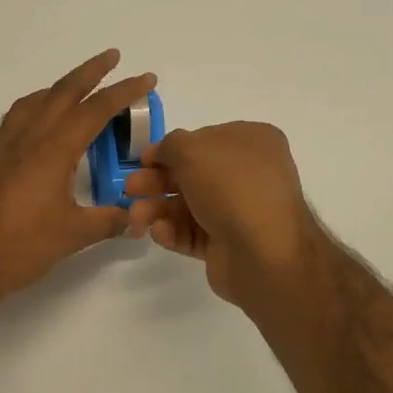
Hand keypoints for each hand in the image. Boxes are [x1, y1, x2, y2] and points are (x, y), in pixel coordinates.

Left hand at [0, 50, 156, 301]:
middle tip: (112, 56)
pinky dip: (29, 112)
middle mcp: (28, 136)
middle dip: (91, 71)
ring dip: (58, 88)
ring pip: (33, 101)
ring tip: (74, 88)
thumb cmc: (23, 246)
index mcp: (54, 148)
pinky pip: (10, 121)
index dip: (124, 92)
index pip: (96, 110)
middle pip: (63, 91)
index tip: (145, 78)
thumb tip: (138, 218)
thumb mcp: (75, 234)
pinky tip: (32, 128)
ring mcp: (1, 144)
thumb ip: (110, 221)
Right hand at [123, 122, 324, 307]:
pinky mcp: (227, 243)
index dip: (170, 149)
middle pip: (191, 173)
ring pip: (188, 205)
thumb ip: (170, 145)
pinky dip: (172, 231)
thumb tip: (161, 153)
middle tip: (129, 189)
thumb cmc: (231, 187)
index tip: (142, 160)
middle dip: (156, 181)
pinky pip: (193, 232)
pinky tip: (160, 233)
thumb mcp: (193, 150)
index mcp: (252, 142)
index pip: (203, 139)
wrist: (263, 252)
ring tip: (136, 218)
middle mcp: (248, 174)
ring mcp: (239, 210)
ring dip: (157, 208)